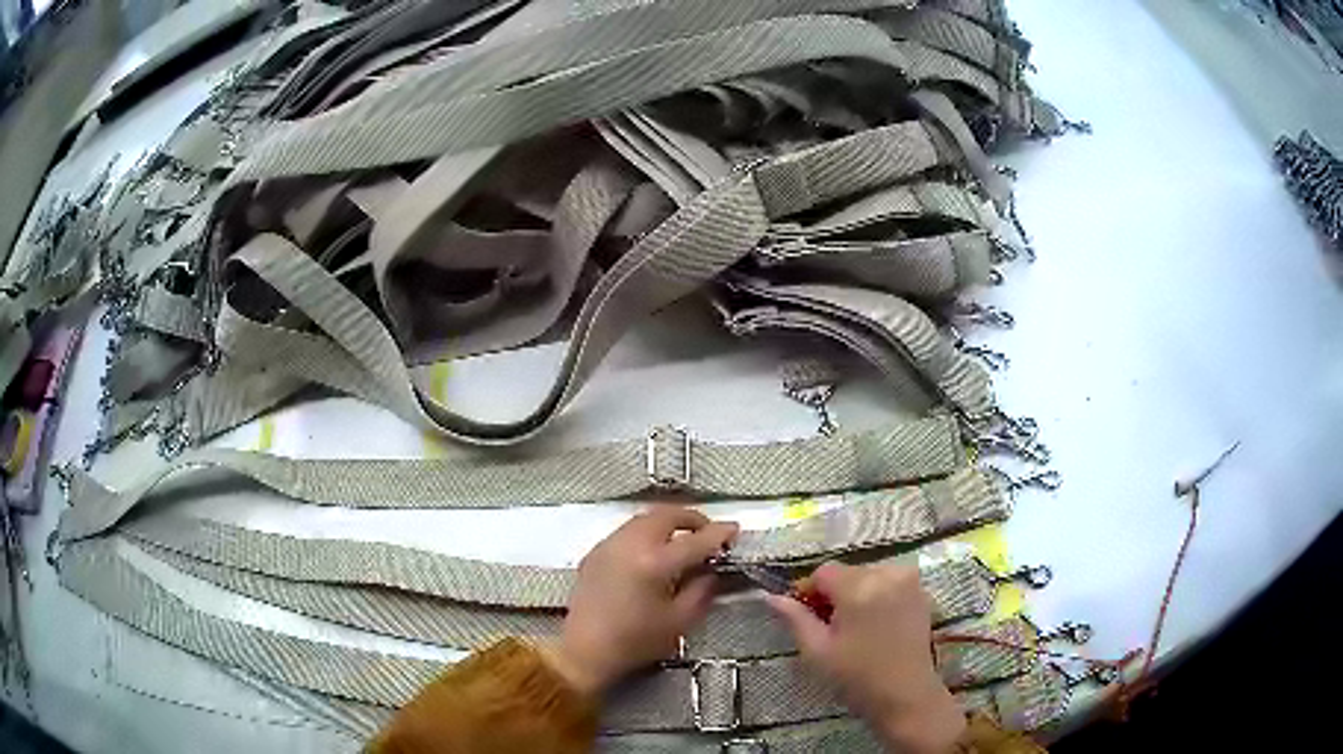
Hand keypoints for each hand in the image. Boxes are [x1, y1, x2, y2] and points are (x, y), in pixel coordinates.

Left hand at [545, 506, 738, 695]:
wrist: (585, 651)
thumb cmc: (635, 642)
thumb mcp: (680, 621)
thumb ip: (702, 590)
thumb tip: (712, 571)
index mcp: (655, 563)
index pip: (696, 540)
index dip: (719, 533)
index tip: (734, 530)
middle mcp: (630, 544)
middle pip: (666, 515)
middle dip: (691, 519)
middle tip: (707, 532)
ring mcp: (609, 545)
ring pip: (644, 519)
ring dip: (667, 523)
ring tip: (682, 539)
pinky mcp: (595, 552)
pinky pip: (626, 531)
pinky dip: (646, 532)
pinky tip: (653, 552)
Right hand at [768, 563, 965, 753]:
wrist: (905, 696)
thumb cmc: (856, 677)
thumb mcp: (817, 651)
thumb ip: (795, 618)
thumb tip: (771, 596)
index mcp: (859, 588)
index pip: (824, 572)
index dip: (809, 591)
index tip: (805, 615)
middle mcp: (887, 575)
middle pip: (847, 572)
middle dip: (834, 593)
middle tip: (827, 626)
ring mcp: (909, 581)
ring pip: (868, 575)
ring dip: (856, 593)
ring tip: (852, 627)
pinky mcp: (921, 592)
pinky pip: (889, 582)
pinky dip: (877, 595)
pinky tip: (874, 624)